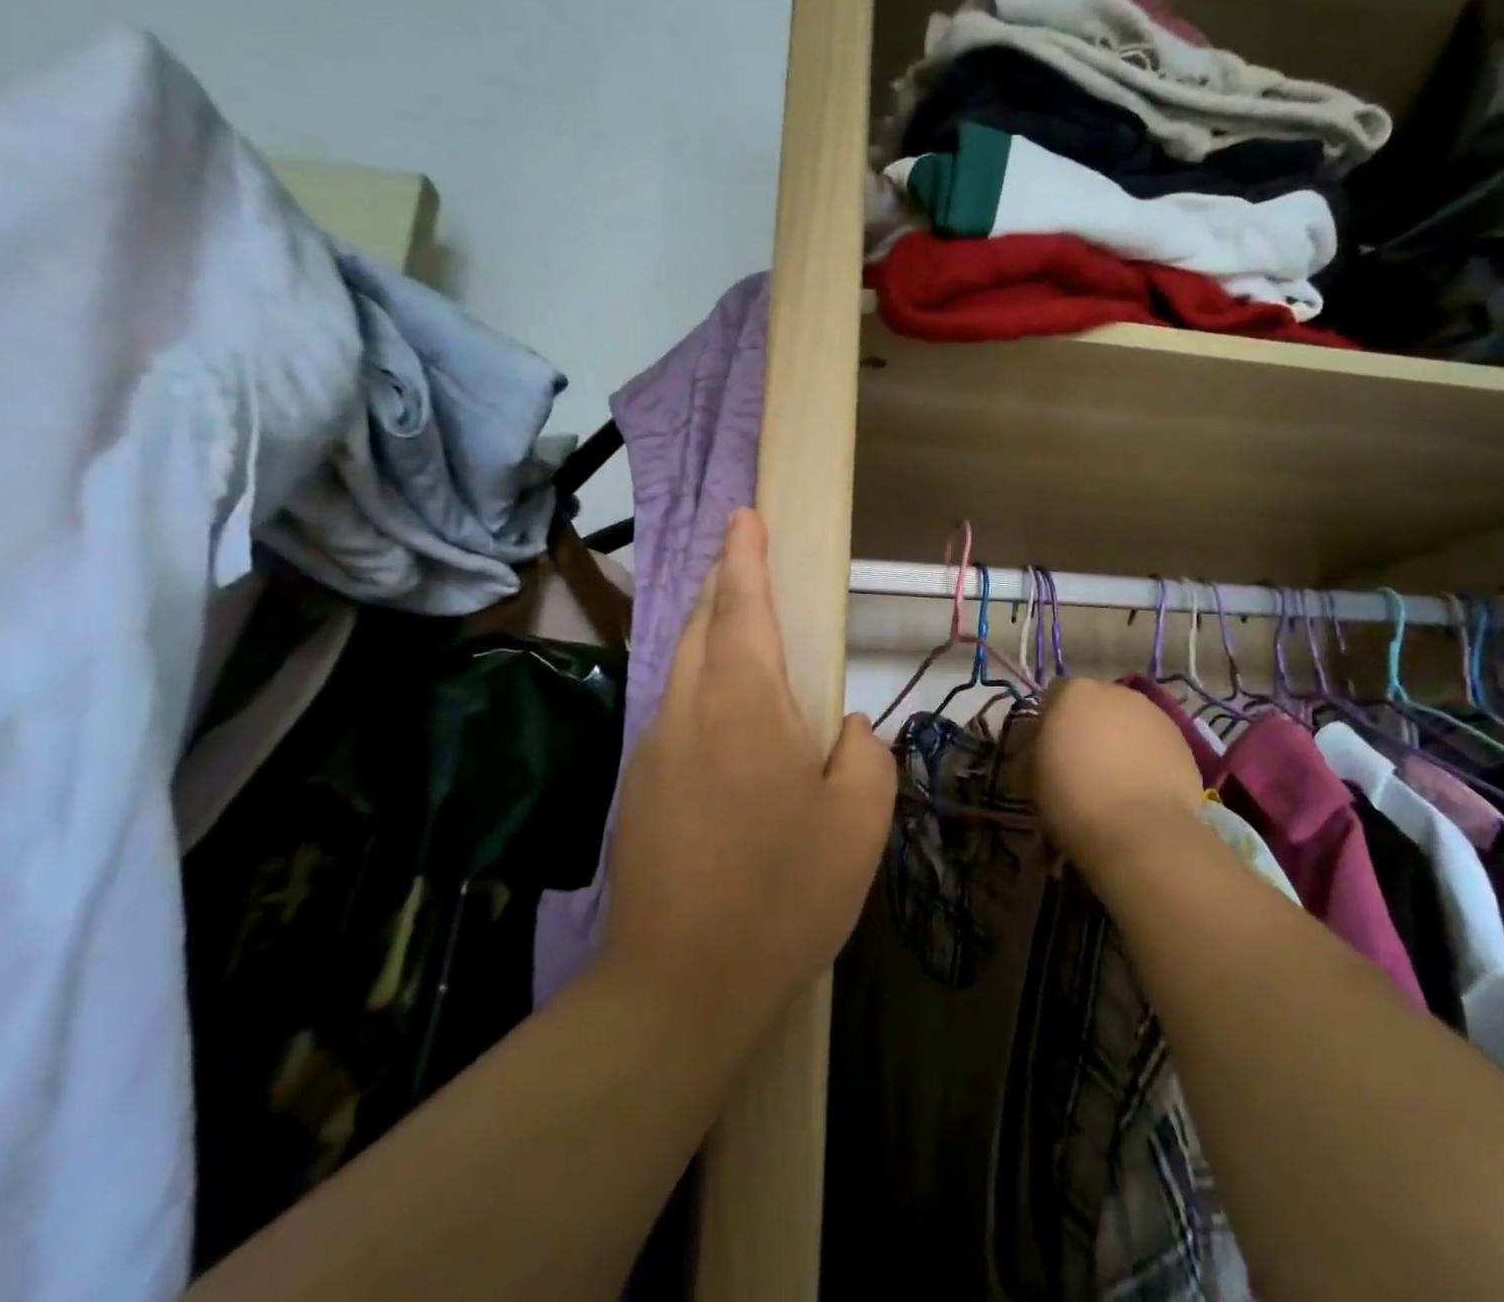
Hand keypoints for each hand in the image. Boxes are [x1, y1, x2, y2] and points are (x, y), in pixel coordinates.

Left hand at [602, 509, 895, 1046]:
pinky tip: (728, 724)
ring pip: (681, 666)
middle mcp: (688, 710)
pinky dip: (701, 687)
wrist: (678, 987)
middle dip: (722, 584)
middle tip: (747, 564)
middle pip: (700, 623)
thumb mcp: (859, 819)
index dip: (745, 554)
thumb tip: (844, 728)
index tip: (745, 514)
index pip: (741, 604)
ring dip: (710, 635)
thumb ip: (864, 752)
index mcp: (744, 703)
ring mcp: (654, 750)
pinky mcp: (639, 789)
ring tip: (743, 635)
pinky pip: (674, 712)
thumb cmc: (783, 893)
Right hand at [1033, 678, 1205, 883]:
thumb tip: (1041, 750)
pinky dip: (1147, 756)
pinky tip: (1142, 787)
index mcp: (1074, 693)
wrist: (1139, 831)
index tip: (1048, 752)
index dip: (1049, 723)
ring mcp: (1154, 713)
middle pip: (1095, 704)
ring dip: (1120, 739)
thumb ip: (1035, 750)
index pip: (1054, 696)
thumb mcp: (1031, 776)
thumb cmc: (1073, 799)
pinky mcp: (1183, 740)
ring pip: (1128, 721)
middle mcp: (1116, 692)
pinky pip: (1154, 742)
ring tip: (1117, 778)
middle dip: (1089, 726)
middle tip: (1082, 763)